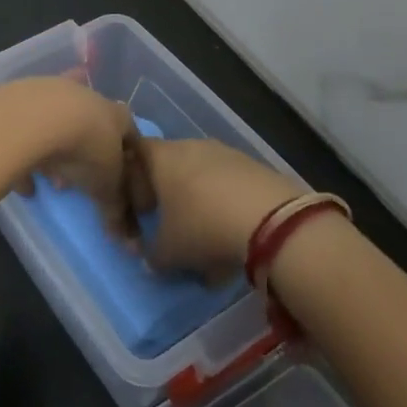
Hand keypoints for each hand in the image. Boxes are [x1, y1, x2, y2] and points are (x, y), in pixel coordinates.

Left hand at [0, 76, 143, 219]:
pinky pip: (26, 130)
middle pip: (91, 126)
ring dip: (56, 153)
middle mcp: (85, 96)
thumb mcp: (106, 185)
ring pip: (57, 126)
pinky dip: (25, 152)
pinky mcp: (20, 98)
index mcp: (114, 114)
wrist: (35, 118)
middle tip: (82, 181)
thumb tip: (127, 238)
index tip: (122, 176)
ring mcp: (51, 93)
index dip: (128, 155)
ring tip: (52, 181)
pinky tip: (23, 182)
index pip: (130, 131)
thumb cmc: (84, 150)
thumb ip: (116, 208)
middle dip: (87, 155)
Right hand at [130, 138, 301, 281]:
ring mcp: (226, 153)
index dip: (134, 182)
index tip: (143, 210)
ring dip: (202, 205)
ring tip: (211, 241)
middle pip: (172, 166)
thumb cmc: (203, 227)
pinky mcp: (255, 166)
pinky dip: (228, 207)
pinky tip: (237, 237)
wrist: (272, 221)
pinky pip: (231, 185)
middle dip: (172, 197)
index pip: (135, 155)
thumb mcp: (169, 252)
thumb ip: (153, 256)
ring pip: (204, 178)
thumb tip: (152, 261)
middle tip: (175, 228)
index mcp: (162, 156)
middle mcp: (191, 146)